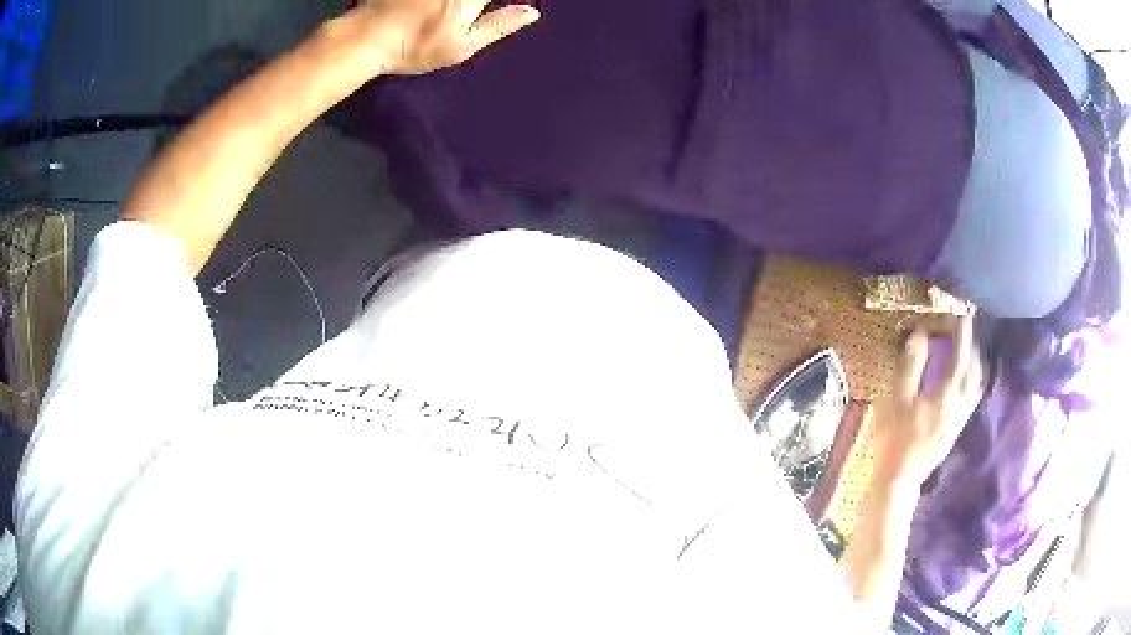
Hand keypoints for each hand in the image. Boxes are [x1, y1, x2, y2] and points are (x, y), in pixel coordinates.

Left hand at [351, 0, 539, 74]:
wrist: (366, 38)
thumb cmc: (417, 47)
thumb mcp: (462, 45)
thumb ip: (498, 26)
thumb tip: (532, 13)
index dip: (507, 0)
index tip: (500, 7)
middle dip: (478, 2)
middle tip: (470, 10)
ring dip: (455, 2)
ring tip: (445, 9)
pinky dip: (432, 0)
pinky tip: (428, 6)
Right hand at [871, 316, 984, 486]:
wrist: (901, 477)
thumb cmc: (895, 439)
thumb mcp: (897, 400)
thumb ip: (911, 365)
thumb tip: (920, 334)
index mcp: (947, 392)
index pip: (961, 351)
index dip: (961, 328)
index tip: (959, 308)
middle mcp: (961, 401)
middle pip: (975, 363)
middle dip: (971, 340)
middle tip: (961, 324)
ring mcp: (962, 414)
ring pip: (977, 378)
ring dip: (974, 356)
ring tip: (965, 345)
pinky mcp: (960, 423)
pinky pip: (974, 391)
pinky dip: (973, 374)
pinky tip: (966, 373)